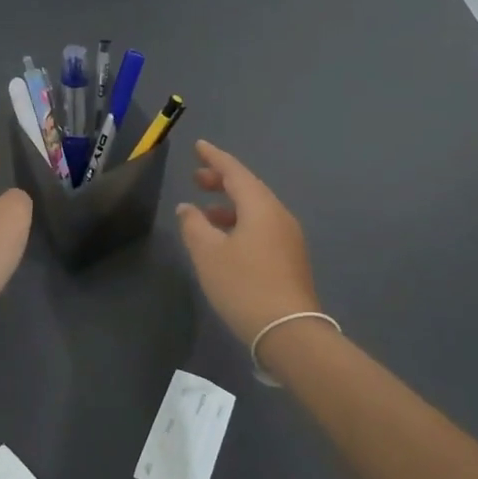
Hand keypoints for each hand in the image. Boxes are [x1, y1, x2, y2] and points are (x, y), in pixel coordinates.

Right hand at [176, 140, 320, 345]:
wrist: (289, 332)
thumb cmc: (244, 286)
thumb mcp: (208, 254)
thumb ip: (194, 225)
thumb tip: (187, 208)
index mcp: (260, 207)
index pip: (235, 171)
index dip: (215, 157)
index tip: (198, 146)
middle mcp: (279, 215)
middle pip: (248, 188)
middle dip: (222, 180)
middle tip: (197, 178)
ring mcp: (289, 238)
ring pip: (256, 209)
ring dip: (230, 205)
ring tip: (205, 212)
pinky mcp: (290, 258)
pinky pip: (262, 227)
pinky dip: (240, 222)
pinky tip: (225, 240)